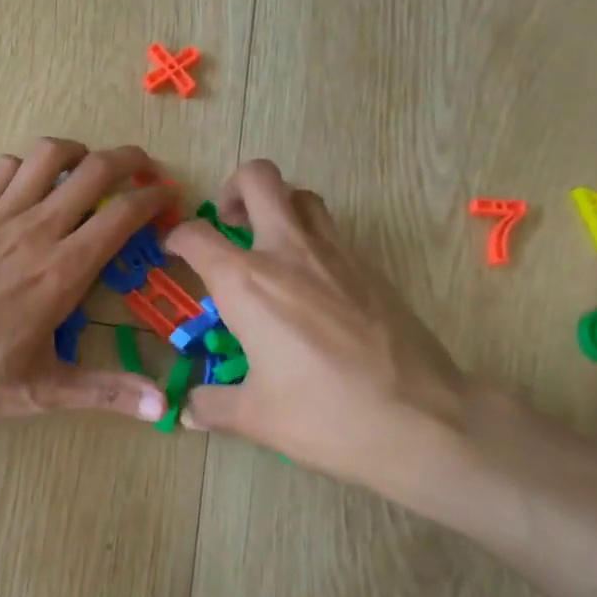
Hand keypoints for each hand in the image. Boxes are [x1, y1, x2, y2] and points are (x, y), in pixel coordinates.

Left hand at [0, 139, 170, 422]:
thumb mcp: (45, 390)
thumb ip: (107, 392)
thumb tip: (163, 407)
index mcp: (64, 270)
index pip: (122, 216)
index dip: (153, 199)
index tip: (169, 196)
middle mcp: (37, 230)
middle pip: (93, 170)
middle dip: (128, 160)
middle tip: (143, 169)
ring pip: (46, 155)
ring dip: (77, 152)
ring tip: (88, 167)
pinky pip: (2, 167)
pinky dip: (26, 164)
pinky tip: (29, 183)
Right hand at [162, 161, 472, 498]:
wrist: (422, 418)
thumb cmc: (326, 415)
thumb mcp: (257, 417)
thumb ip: (212, 405)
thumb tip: (187, 411)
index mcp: (247, 283)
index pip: (197, 236)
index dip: (177, 237)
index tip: (174, 251)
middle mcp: (288, 251)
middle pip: (259, 178)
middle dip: (234, 188)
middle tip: (228, 223)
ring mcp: (336, 253)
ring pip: (302, 195)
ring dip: (278, 205)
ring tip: (269, 243)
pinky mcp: (371, 266)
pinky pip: (332, 229)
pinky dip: (311, 236)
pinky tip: (311, 282)